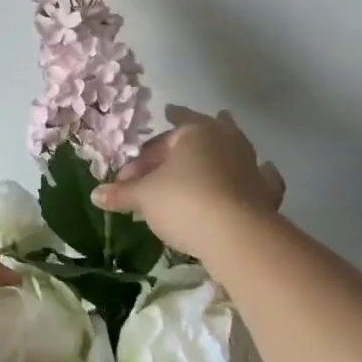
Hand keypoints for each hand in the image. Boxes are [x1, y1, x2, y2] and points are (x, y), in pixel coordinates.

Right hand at [90, 105, 284, 257]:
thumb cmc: (184, 202)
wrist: (236, 235)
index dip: (145, 153)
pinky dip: (260, 174)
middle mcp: (226, 140)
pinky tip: (264, 170)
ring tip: (220, 138)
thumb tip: (95, 194)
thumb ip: (122, 193)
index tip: (131, 168)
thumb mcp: (144, 197)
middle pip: (203, 132)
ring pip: (234, 148)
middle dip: (187, 134)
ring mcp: (250, 165)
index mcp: (195, 132)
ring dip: (222, 148)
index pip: (164, 137)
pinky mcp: (265, 192)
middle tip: (177, 126)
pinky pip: (262, 177)